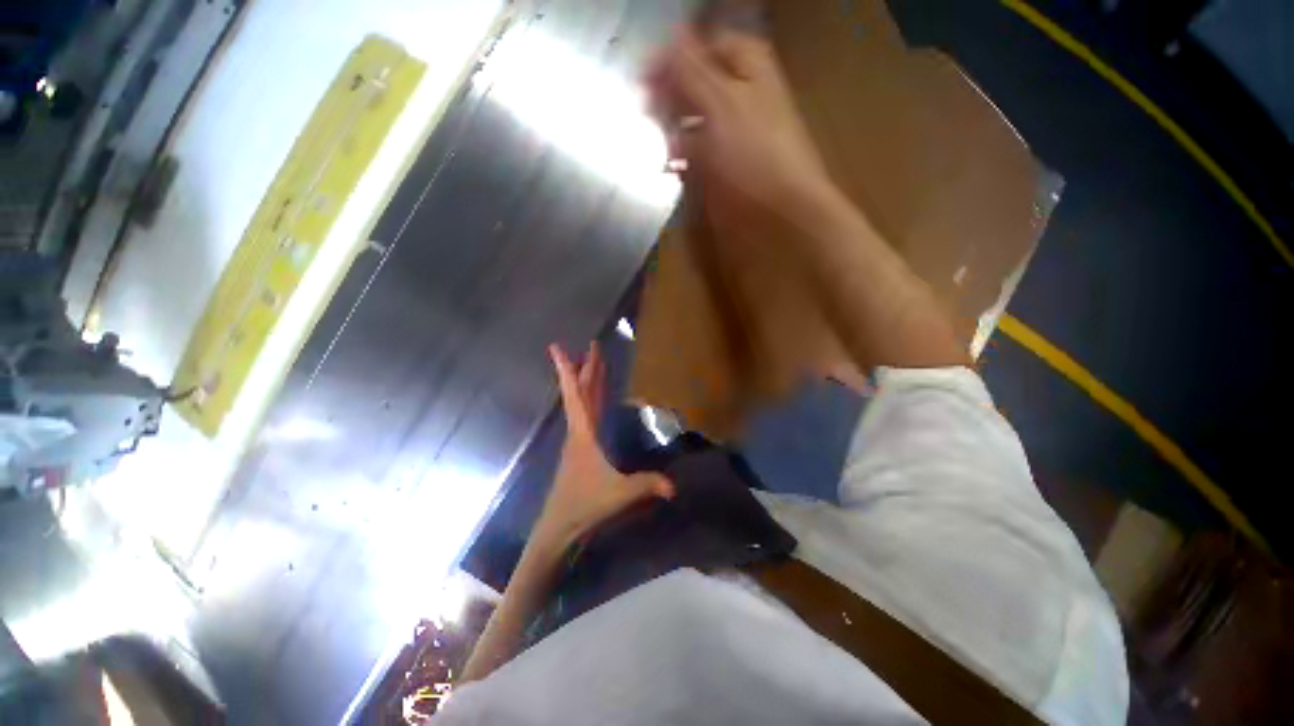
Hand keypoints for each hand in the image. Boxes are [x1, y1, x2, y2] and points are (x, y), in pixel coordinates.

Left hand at [532, 343, 674, 552]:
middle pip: (582, 393)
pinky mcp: (582, 451)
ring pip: (584, 404)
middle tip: (591, 346)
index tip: (556, 347)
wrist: (559, 528)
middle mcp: (579, 431)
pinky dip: (592, 402)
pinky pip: (588, 417)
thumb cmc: (584, 505)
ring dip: (589, 383)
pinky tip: (598, 402)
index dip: (567, 369)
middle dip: (586, 368)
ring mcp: (579, 441)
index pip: (575, 394)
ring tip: (594, 364)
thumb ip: (646, 485)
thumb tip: (675, 485)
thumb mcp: (619, 494)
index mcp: (583, 433)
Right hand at [646, 26, 838, 233]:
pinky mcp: (719, 172)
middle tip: (644, 106)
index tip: (645, 73)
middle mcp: (738, 100)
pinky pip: (692, 156)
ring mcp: (728, 139)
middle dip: (669, 93)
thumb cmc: (753, 154)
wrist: (775, 218)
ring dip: (670, 128)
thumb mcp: (722, 102)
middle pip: (696, 85)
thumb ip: (693, 70)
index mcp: (747, 70)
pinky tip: (667, 164)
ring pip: (691, 122)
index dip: (675, 55)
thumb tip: (670, 33)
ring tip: (652, 137)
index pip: (706, 46)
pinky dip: (678, 158)